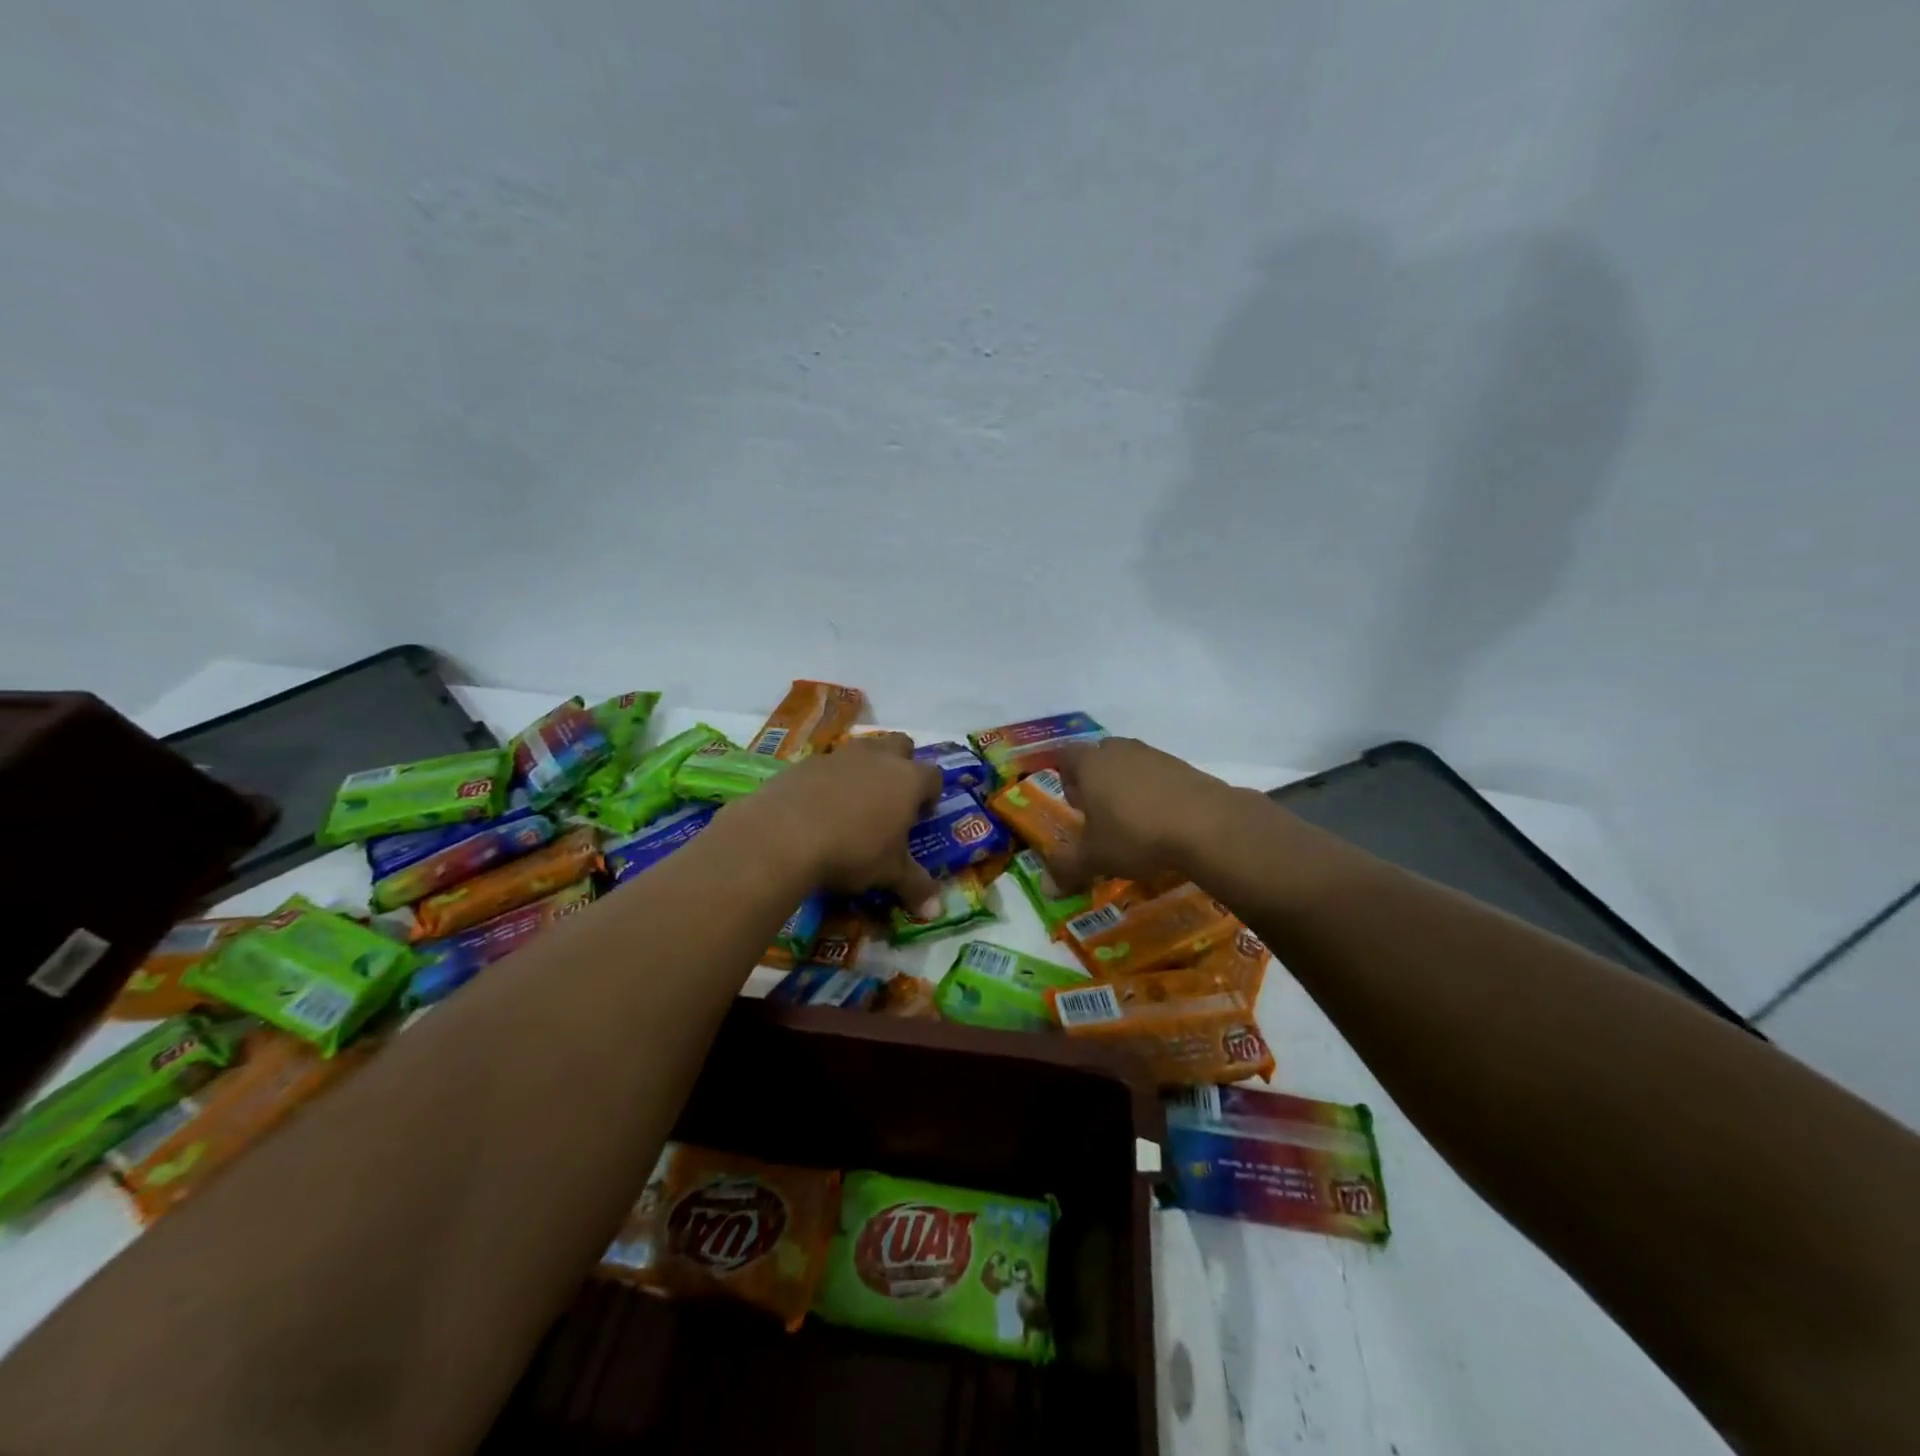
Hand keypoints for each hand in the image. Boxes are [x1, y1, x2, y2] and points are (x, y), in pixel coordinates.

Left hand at [718, 733, 942, 907]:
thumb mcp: (889, 874)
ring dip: (865, 769)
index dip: (931, 795)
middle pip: (900, 745)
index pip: (933, 776)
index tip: (921, 816)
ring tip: (854, 803)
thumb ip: (915, 887)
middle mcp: (878, 758)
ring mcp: (840, 756)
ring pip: (863, 749)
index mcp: (908, 780)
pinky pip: (826, 765)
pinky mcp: (805, 763)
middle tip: (892, 798)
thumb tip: (936, 912)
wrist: (784, 834)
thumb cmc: (853, 851)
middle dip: (901, 764)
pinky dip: (829, 780)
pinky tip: (818, 808)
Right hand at [1050, 737, 1241, 891]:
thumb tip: (1045, 888)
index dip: (1065, 778)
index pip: (1065, 756)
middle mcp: (1119, 751)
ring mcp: (1154, 755)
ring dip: (1127, 786)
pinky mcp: (1183, 766)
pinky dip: (1155, 792)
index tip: (1074, 806)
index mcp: (1090, 764)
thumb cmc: (1136, 835)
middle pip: (1099, 756)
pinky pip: (1158, 775)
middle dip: (1096, 781)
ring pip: (1130, 764)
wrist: (1206, 825)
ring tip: (1133, 821)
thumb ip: (1067, 868)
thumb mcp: (1095, 858)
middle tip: (1100, 813)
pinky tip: (1163, 821)